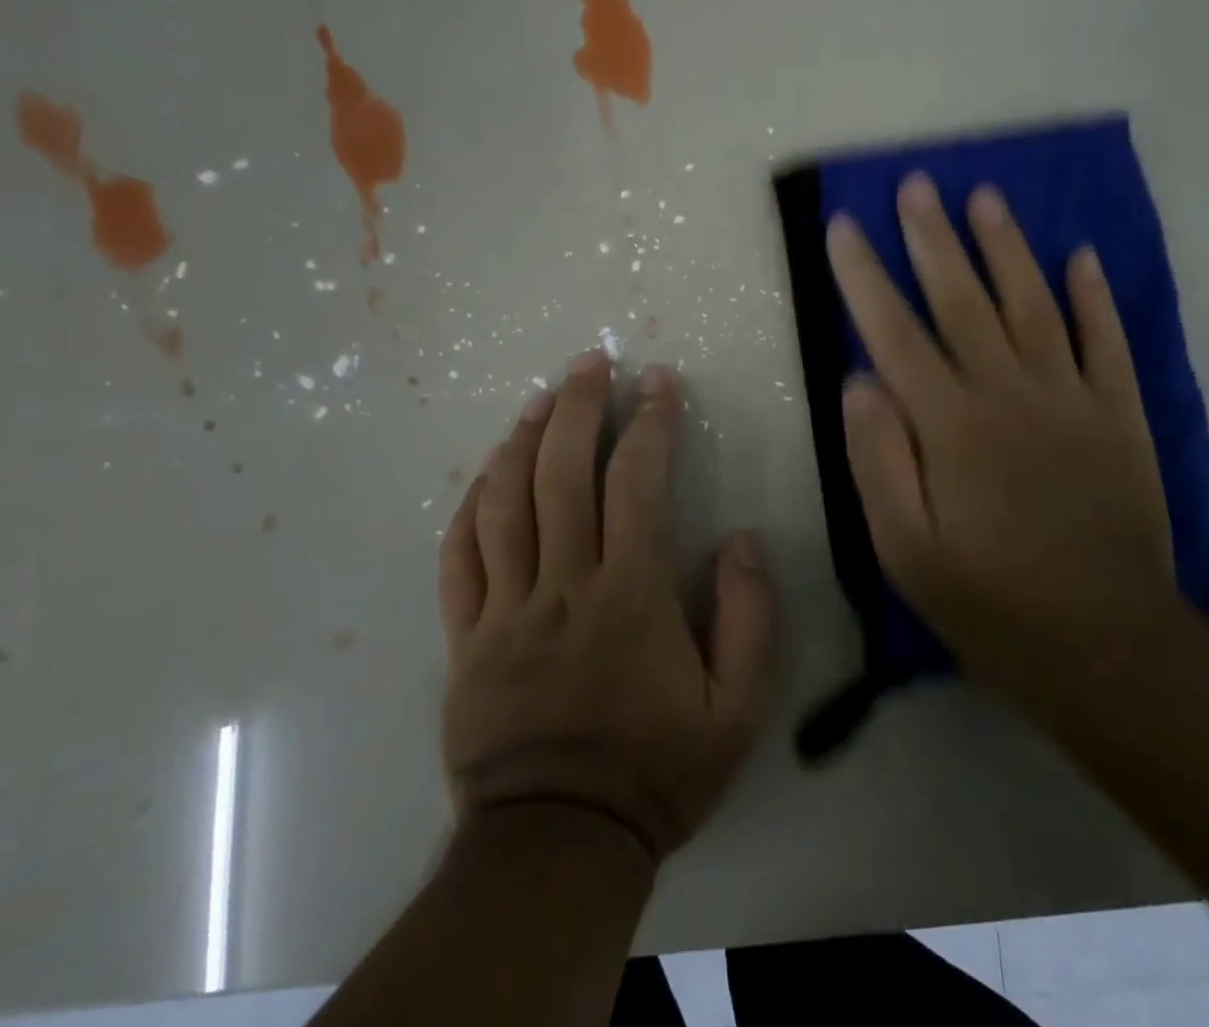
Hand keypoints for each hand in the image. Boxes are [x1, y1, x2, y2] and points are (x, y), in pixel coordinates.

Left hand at [438, 352, 775, 863]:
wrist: (556, 846)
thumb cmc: (655, 772)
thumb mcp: (736, 709)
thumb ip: (750, 617)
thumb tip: (743, 538)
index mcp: (629, 594)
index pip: (637, 482)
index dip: (649, 422)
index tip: (657, 381)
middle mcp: (563, 584)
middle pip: (560, 473)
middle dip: (577, 406)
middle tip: (590, 361)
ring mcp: (505, 608)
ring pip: (503, 502)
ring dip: (521, 439)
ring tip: (539, 397)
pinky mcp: (465, 637)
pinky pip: (457, 558)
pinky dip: (468, 505)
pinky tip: (484, 472)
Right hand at [827, 174, 1177, 714]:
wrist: (1107, 647)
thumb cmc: (989, 601)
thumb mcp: (905, 550)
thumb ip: (877, 459)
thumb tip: (859, 380)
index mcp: (950, 425)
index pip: (894, 332)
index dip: (864, 276)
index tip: (844, 227)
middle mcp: (1009, 394)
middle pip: (963, 299)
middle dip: (932, 238)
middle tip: (914, 185)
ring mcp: (1072, 399)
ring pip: (1032, 304)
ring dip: (1006, 247)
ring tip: (984, 198)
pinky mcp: (1120, 416)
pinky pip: (1107, 342)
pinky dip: (1094, 297)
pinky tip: (1081, 257)